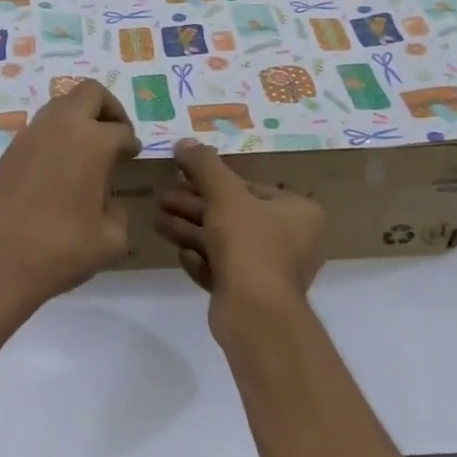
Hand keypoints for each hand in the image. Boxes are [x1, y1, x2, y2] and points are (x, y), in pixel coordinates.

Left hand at [0, 81, 140, 318]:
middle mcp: (60, 128)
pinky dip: (55, 138)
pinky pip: (39, 130)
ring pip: (60, 106)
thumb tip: (106, 202)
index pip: (121, 131)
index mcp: (93, 142)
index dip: (131, 143)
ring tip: (86, 153)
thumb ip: (118, 212)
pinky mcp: (7, 153)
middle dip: (108, 108)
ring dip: (78, 119)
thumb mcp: (111, 239)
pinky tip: (58, 170)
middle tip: (115, 135)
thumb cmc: (61, 250)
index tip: (133, 155)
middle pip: (90, 93)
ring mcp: (29, 137)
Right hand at [155, 140, 324, 308]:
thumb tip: (184, 142)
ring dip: (191, 231)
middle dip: (195, 207)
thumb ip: (205, 166)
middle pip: (234, 215)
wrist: (255, 314)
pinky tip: (181, 255)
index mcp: (299, 213)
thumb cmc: (249, 244)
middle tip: (163, 198)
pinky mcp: (252, 295)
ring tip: (158, 221)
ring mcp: (272, 271)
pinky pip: (224, 270)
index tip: (182, 177)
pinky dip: (202, 261)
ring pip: (225, 243)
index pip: (251, 187)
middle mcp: (292, 240)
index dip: (212, 181)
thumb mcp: (225, 195)